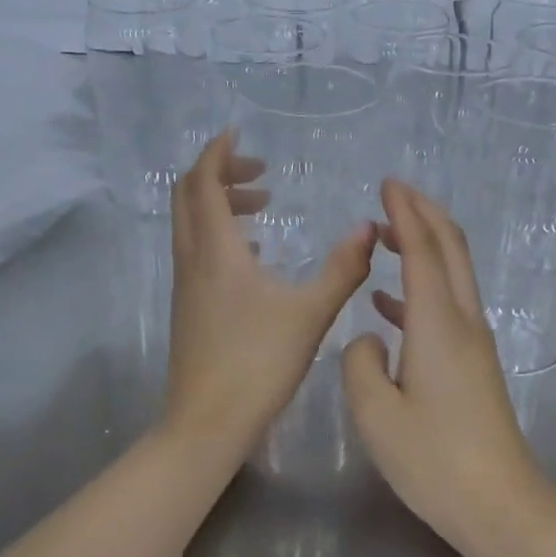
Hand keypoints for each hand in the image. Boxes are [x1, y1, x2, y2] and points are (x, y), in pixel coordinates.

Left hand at [164, 132, 376, 461]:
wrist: (208, 423)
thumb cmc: (259, 364)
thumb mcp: (311, 313)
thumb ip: (342, 268)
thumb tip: (369, 228)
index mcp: (216, 251)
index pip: (203, 182)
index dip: (218, 152)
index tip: (238, 133)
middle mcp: (193, 260)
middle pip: (189, 196)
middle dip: (219, 173)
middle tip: (259, 171)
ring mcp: (186, 285)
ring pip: (191, 224)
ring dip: (220, 204)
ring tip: (263, 207)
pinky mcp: (189, 307)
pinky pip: (198, 250)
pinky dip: (220, 234)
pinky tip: (255, 254)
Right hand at [342, 180, 546, 550]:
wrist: (500, 505)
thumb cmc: (434, 461)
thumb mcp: (375, 414)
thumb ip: (359, 363)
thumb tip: (368, 338)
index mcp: (437, 324)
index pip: (422, 249)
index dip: (405, 212)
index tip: (387, 184)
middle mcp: (463, 322)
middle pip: (450, 249)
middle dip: (424, 214)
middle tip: (393, 194)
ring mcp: (475, 343)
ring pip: (452, 275)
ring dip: (424, 247)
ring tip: (386, 237)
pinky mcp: (475, 364)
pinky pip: (447, 306)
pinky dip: (420, 289)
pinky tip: (387, 304)